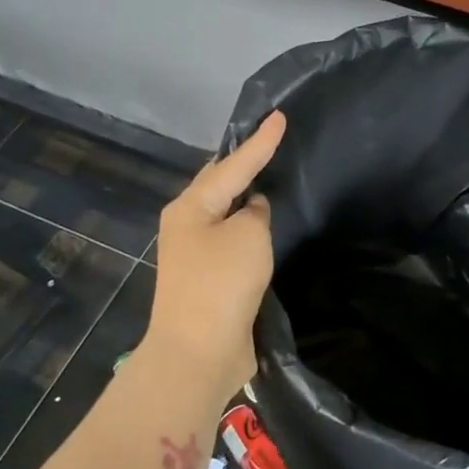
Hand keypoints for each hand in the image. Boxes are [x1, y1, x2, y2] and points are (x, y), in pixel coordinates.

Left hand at [144, 111, 286, 400]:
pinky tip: (265, 223)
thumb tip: (253, 211)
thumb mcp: (248, 236)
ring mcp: (195, 253)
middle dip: (243, 163)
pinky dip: (248, 227)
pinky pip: (232, 240)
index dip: (261, 141)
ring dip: (245, 196)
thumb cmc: (221, 284)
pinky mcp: (208, 278)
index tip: (280, 116)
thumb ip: (256, 212)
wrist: (197, 353)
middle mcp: (187, 224)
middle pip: (220, 184)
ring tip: (270, 175)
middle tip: (270, 140)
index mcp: (191, 206)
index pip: (233, 164)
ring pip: (225, 212)